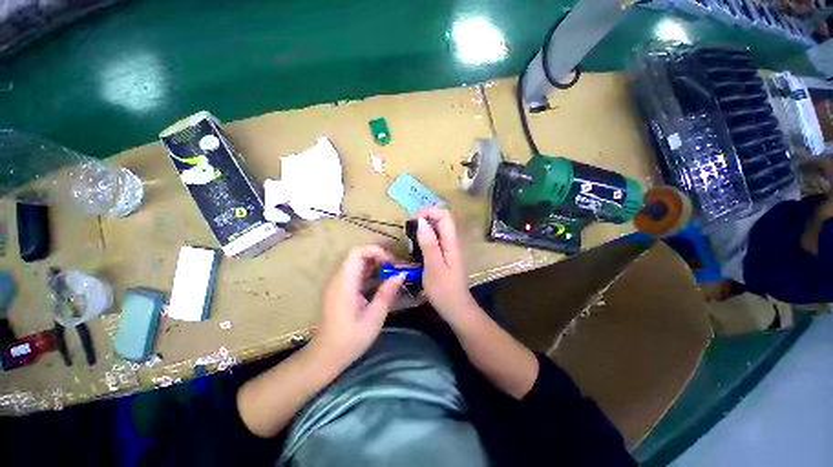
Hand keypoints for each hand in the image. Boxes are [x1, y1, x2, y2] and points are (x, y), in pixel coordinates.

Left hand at [312, 246, 404, 369]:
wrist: (326, 355)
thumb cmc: (351, 338)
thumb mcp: (374, 317)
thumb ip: (387, 293)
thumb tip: (401, 275)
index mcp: (345, 283)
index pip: (357, 252)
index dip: (376, 251)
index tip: (391, 263)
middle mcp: (338, 279)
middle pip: (357, 255)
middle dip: (377, 257)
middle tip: (393, 268)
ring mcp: (337, 284)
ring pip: (356, 263)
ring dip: (373, 264)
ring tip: (389, 275)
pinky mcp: (338, 289)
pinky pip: (354, 273)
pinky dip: (368, 273)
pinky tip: (378, 284)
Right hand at [414, 208, 477, 324]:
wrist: (455, 308)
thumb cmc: (444, 290)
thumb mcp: (433, 267)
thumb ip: (429, 244)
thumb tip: (421, 222)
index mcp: (451, 242)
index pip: (445, 215)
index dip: (429, 212)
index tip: (412, 221)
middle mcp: (452, 241)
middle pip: (442, 219)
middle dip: (425, 217)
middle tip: (409, 228)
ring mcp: (448, 248)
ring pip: (438, 228)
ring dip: (424, 226)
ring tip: (410, 235)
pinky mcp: (444, 254)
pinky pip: (435, 238)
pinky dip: (425, 236)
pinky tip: (416, 245)